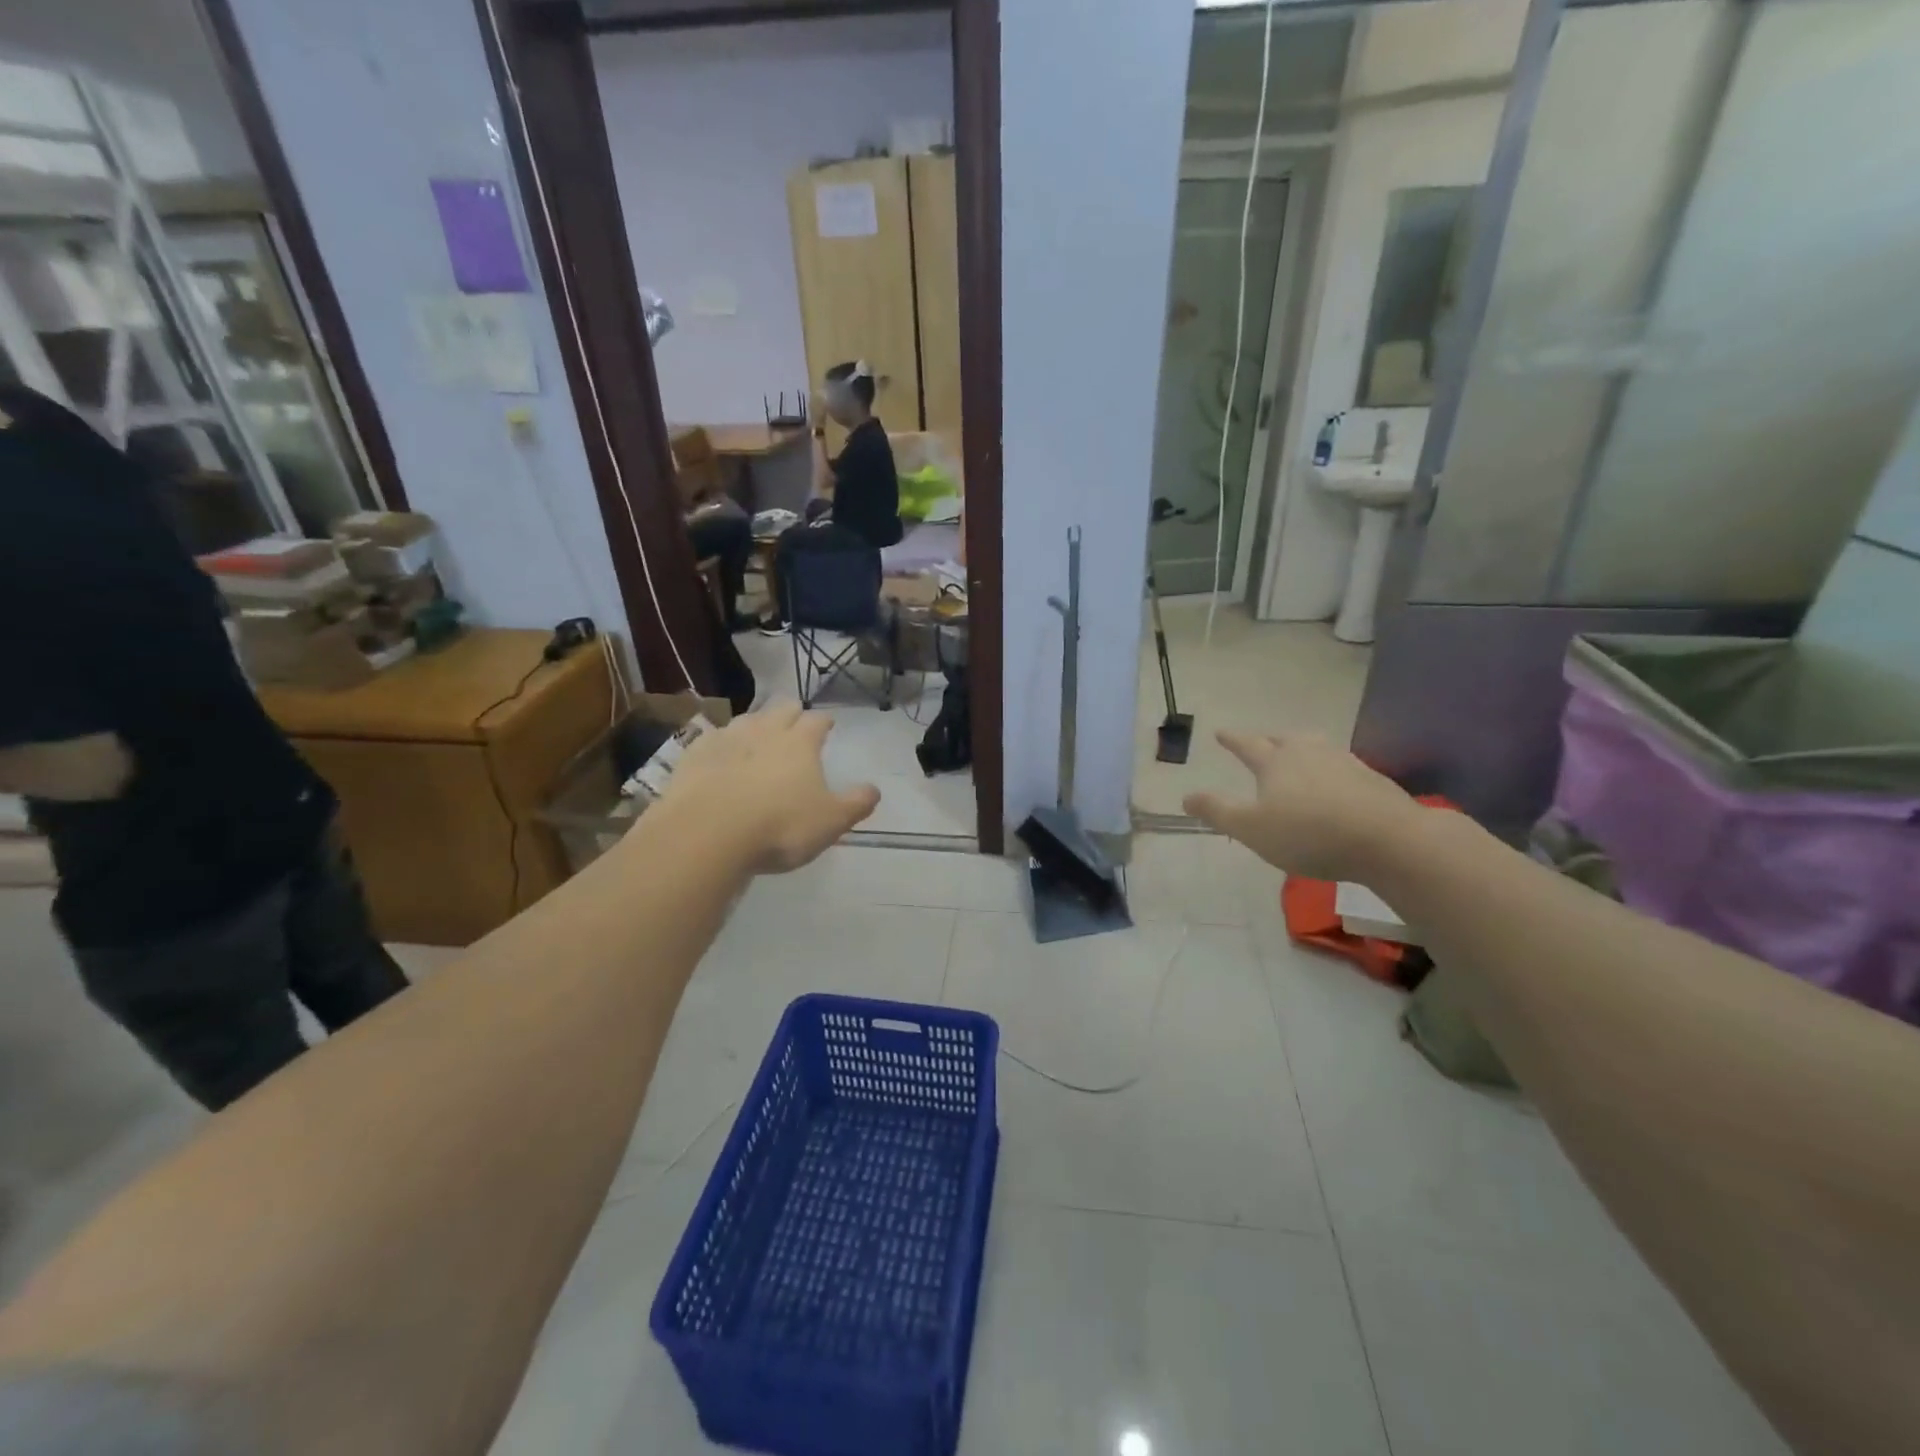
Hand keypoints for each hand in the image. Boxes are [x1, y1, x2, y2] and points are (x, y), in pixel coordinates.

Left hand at [660, 703, 879, 873]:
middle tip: (794, 721)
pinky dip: (720, 743)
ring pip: (746, 719)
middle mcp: (765, 732)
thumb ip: (856, 804)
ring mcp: (727, 740)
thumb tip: (875, 789)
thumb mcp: (831, 822)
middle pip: (781, 709)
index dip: (824, 722)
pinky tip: (719, 754)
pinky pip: (712, 738)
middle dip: (790, 712)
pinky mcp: (694, 755)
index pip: (817, 721)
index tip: (828, 725)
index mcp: (800, 744)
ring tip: (758, 734)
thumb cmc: (779, 826)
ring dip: (756, 723)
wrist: (707, 833)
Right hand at [1183, 731, 1418, 882]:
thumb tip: (1186, 796)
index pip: (1247, 745)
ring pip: (1315, 748)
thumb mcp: (1251, 828)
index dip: (1232, 740)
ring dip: (1301, 750)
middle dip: (1268, 741)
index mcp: (1275, 761)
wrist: (1388, 839)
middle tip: (1260, 744)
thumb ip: (1217, 811)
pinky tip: (1333, 785)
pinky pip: (1340, 766)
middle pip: (1284, 739)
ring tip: (1297, 758)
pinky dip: (1328, 770)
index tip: (1220, 733)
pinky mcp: (1371, 779)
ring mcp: (1344, 762)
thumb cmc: (1308, 833)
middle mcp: (1308, 752)